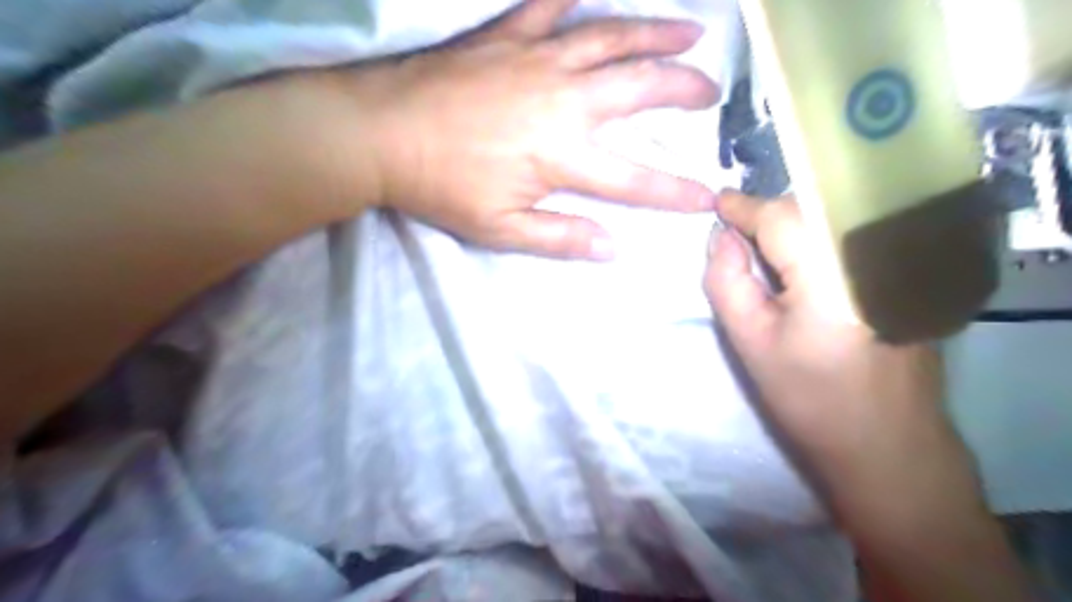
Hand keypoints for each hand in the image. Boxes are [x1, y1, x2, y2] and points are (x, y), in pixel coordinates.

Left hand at [326, 0, 718, 258]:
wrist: (381, 132)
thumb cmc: (441, 188)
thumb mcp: (500, 230)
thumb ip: (560, 238)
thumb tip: (612, 247)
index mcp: (561, 155)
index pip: (634, 179)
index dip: (675, 191)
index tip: (708, 196)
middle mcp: (563, 100)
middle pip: (639, 88)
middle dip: (683, 89)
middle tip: (710, 91)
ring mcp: (537, 59)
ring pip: (611, 37)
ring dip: (655, 34)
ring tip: (690, 32)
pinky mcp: (508, 35)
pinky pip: (550, 2)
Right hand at [701, 189, 981, 520]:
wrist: (887, 445)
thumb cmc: (810, 398)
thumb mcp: (750, 342)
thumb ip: (727, 281)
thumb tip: (720, 237)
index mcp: (833, 273)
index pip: (781, 215)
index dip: (744, 206)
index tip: (716, 202)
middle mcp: (874, 255)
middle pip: (810, 210)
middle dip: (767, 215)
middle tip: (735, 237)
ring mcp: (900, 264)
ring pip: (830, 220)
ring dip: (791, 226)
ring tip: (762, 252)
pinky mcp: (909, 276)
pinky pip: (849, 238)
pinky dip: (816, 240)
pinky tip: (800, 268)